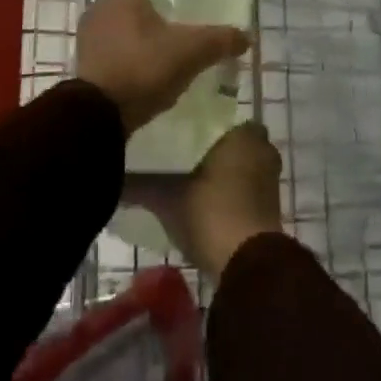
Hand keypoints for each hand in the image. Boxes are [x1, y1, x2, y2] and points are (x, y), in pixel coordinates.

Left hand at [76, 0, 250, 135]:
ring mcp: (89, 35)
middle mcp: (101, 6)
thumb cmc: (143, 67)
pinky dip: (133, 56)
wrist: (98, 115)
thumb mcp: (190, 51)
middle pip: (138, 3)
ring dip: (145, 37)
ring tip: (172, 53)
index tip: (191, 2)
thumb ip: (220, 40)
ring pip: (125, 28)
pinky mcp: (86, 63)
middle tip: (186, 29)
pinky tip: (152, 72)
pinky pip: (116, 50)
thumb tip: (247, 37)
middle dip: (160, 14)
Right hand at [125, 124, 284, 280]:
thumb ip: (139, 184)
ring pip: (239, 165)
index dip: (197, 124)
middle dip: (207, 148)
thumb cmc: (211, 213)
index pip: (218, 116)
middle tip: (174, 156)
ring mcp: (269, 179)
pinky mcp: (270, 206)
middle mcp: (262, 149)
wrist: (247, 264)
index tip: (173, 132)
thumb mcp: (167, 198)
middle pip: (229, 141)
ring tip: (183, 178)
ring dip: (219, 172)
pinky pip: (245, 187)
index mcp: (244, 134)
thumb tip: (110, 176)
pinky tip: (201, 200)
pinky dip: (228, 191)